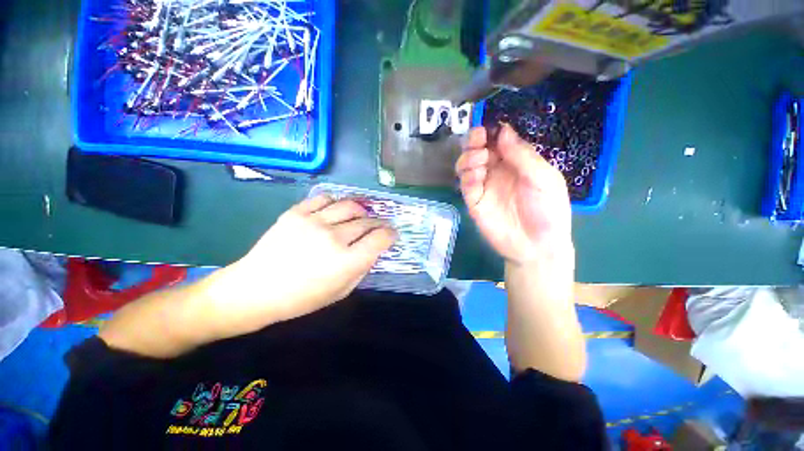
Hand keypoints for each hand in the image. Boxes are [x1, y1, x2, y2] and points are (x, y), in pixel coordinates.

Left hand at [205, 195, 396, 336]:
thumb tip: (373, 249)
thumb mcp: (341, 292)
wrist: (255, 290)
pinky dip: (336, 202)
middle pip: (367, 221)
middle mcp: (334, 237)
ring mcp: (314, 222)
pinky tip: (336, 210)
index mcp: (347, 261)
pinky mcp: (296, 213)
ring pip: (350, 205)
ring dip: (361, 210)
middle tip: (379, 227)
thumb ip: (362, 268)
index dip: (390, 234)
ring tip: (361, 216)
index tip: (392, 234)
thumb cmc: (301, 299)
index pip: (380, 238)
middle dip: (379, 223)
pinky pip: (324, 198)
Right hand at [455, 124, 571, 264]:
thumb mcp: (543, 178)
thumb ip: (522, 155)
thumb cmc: (547, 210)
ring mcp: (484, 186)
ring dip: (469, 157)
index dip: (491, 131)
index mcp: (516, 162)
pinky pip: (465, 184)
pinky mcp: (474, 201)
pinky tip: (476, 176)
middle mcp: (497, 171)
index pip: (499, 140)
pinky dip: (467, 176)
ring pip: (467, 164)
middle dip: (475, 140)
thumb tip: (504, 130)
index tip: (488, 125)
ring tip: (480, 160)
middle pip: (479, 149)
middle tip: (478, 138)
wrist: (536, 245)